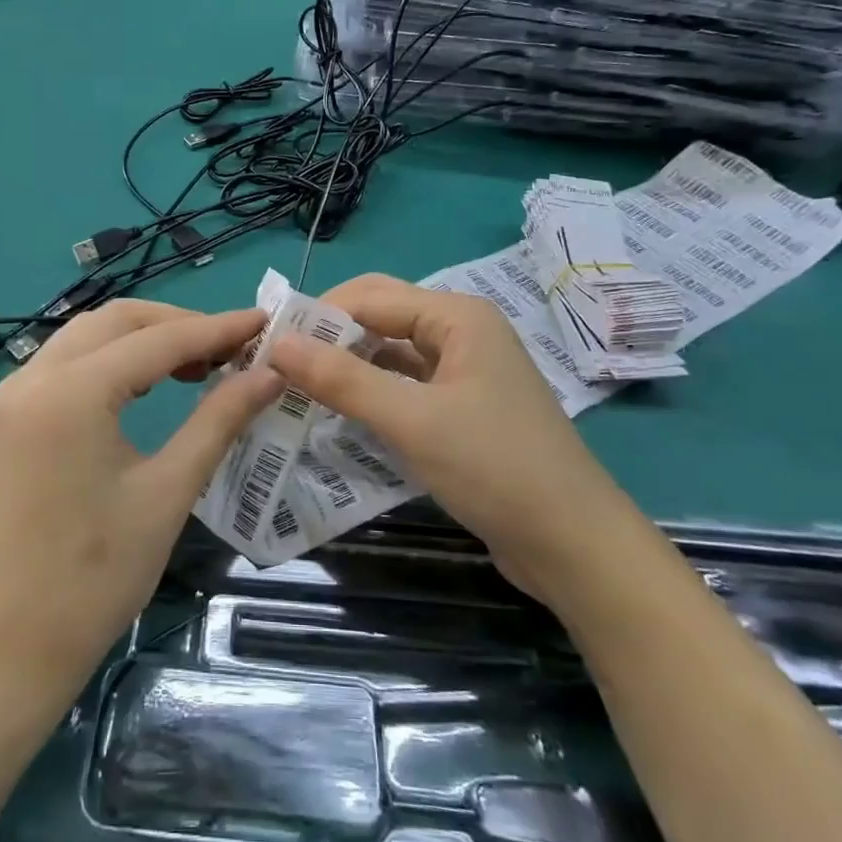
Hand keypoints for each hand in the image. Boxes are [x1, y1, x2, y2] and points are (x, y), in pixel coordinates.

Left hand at [0, 302, 280, 708]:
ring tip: (200, 364)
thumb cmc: (95, 577)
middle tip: (233, 348)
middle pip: (117, 321)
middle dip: (179, 326)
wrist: (7, 650)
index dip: (217, 328)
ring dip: (145, 339)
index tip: (265, 322)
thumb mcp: (168, 492)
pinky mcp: (9, 419)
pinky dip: (113, 361)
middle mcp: (32, 377)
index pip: (157, 340)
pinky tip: (148, 385)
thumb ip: (219, 420)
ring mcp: (12, 397)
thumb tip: (271, 374)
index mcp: (70, 392)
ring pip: (89, 336)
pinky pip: (67, 364)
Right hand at [266, 275, 607, 590]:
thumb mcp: (411, 421)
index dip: (317, 315)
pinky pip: (405, 387)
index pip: (370, 296)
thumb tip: (277, 344)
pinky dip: (371, 395)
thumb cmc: (494, 468)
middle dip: (331, 337)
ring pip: (391, 354)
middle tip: (279, 366)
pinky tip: (338, 415)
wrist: (573, 545)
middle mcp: (461, 331)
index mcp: (457, 316)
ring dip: (348, 367)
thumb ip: (342, 380)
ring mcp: (463, 371)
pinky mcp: (461, 408)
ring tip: (296, 390)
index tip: (267, 346)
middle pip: (381, 318)